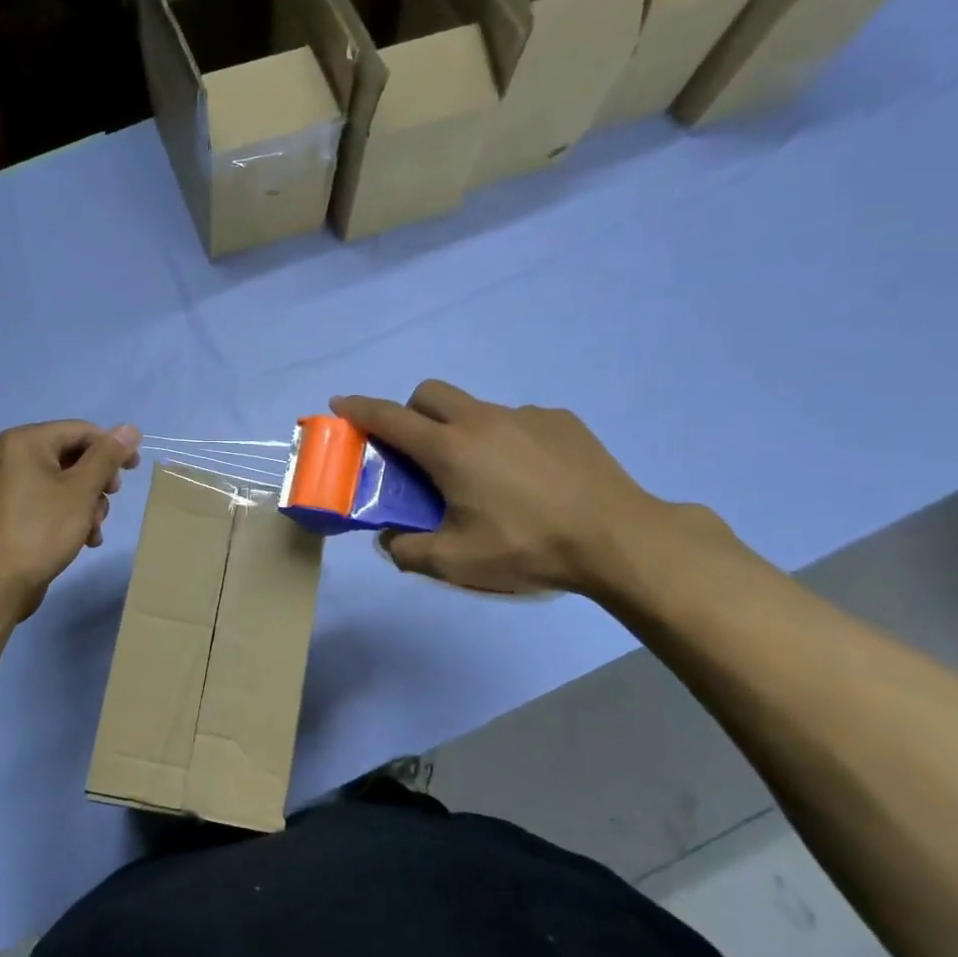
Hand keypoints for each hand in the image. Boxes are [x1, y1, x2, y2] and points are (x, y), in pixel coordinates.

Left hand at [0, 420, 141, 619]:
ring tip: (94, 529)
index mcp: (25, 441)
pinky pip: (49, 502)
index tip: (135, 469)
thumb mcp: (81, 490)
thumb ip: (107, 456)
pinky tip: (84, 540)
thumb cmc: (40, 529)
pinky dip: (70, 516)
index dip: (112, 447)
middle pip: (72, 456)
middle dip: (97, 482)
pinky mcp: (12, 513)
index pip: (80, 430)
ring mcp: (10, 486)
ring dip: (87, 504)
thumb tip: (130, 428)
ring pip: (64, 483)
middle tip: (110, 500)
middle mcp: (13, 457)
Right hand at [331, 382, 668, 597]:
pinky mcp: (561, 421)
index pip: (389, 417)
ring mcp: (525, 415)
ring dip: (461, 429)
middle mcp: (482, 419)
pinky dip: (506, 439)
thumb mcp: (455, 563)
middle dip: (410, 411)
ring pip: (476, 408)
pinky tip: (530, 477)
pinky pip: (517, 421)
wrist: (618, 538)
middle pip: (430, 393)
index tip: (339, 403)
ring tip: (484, 476)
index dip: (358, 408)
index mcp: (449, 448)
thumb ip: (408, 551)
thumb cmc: (527, 546)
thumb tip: (390, 540)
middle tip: (417, 450)